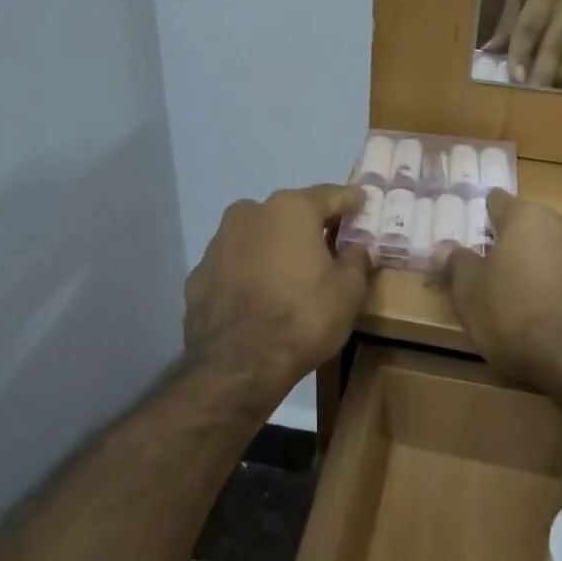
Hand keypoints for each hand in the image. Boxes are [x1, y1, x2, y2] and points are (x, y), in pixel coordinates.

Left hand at [184, 184, 370, 397]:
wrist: (237, 365)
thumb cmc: (303, 318)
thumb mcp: (348, 291)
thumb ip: (356, 258)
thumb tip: (357, 244)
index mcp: (290, 208)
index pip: (330, 195)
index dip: (351, 201)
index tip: (363, 203)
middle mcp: (250, 212)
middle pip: (290, 212)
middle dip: (311, 226)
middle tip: (330, 245)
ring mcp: (218, 242)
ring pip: (258, 236)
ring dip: (276, 248)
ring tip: (292, 275)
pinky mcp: (198, 273)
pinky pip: (235, 264)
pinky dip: (250, 272)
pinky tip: (260, 296)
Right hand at [443, 189, 561, 397]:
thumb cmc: (517, 318)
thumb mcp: (470, 295)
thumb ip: (457, 264)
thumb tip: (443, 245)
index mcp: (527, 218)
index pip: (499, 202)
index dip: (486, 216)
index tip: (478, 234)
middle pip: (536, 225)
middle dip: (521, 242)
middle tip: (503, 270)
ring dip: (553, 263)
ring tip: (538, 293)